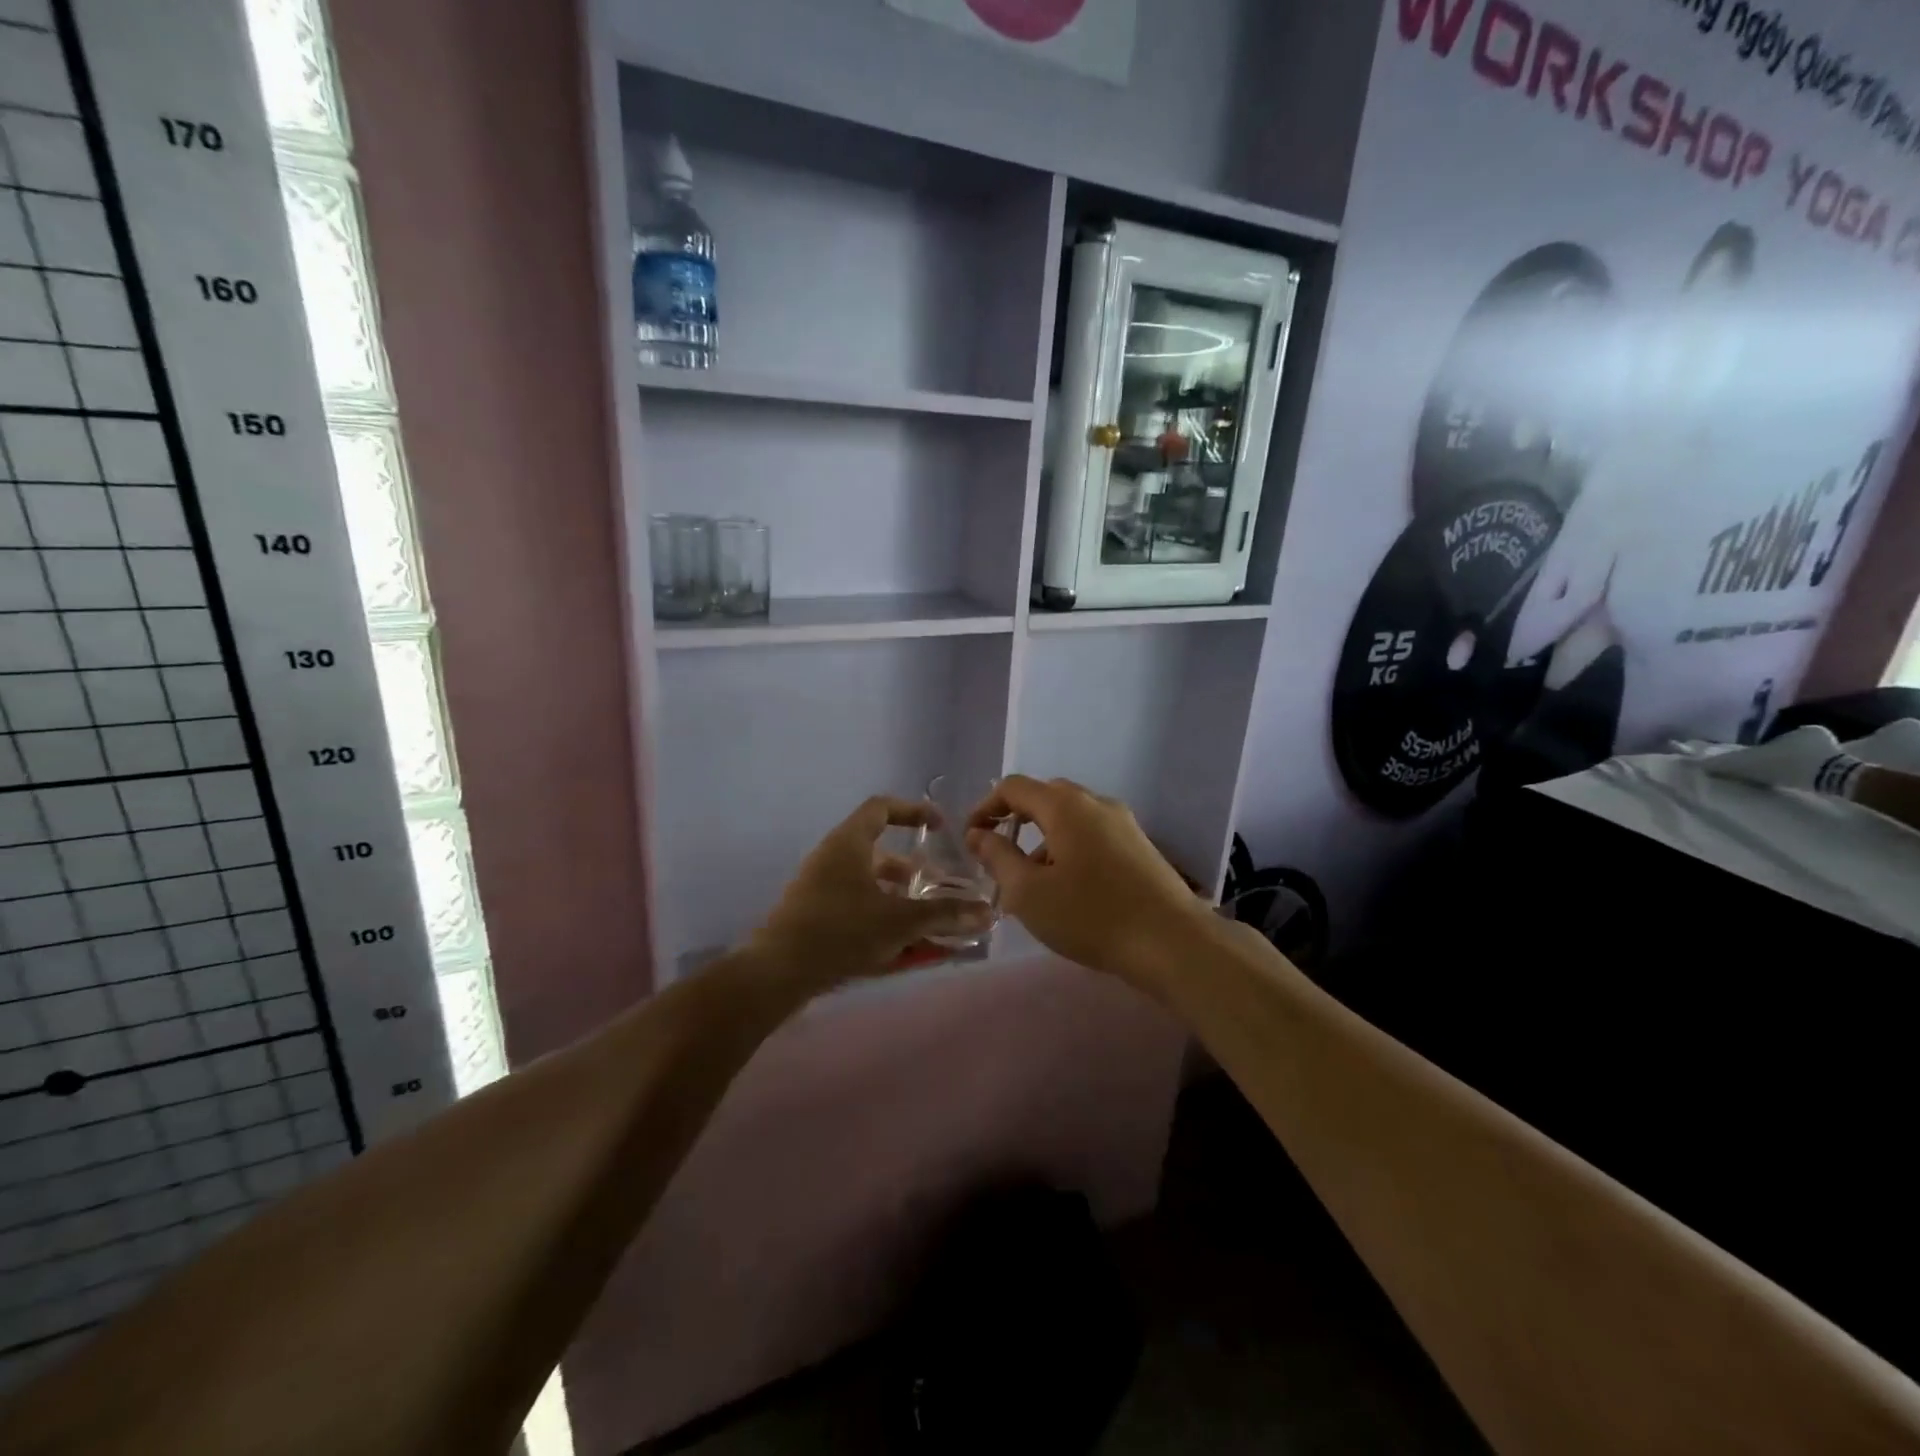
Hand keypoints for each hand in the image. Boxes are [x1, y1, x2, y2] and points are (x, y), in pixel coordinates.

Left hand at [753, 796, 993, 990]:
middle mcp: (831, 857)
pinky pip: (852, 903)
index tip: (939, 826)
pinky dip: (877, 913)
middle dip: (910, 868)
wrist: (777, 972)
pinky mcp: (811, 913)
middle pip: (876, 849)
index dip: (913, 811)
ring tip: (921, 918)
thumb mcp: (900, 921)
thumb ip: (944, 914)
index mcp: (848, 843)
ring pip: (865, 880)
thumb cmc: (841, 931)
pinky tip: (895, 943)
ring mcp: (817, 886)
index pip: (881, 808)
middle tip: (935, 884)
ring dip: (895, 894)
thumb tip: (987, 911)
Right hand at [965, 776, 1210, 988]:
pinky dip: (1069, 849)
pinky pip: (1092, 834)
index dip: (985, 807)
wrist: (1173, 942)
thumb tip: (978, 834)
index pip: (1013, 787)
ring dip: (1043, 840)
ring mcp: (1123, 822)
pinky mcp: (1140, 845)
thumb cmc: (1091, 915)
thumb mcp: (1029, 892)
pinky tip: (1069, 889)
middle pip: (1044, 797)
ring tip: (1032, 884)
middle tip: (998, 857)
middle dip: (1015, 821)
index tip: (971, 838)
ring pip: (1070, 818)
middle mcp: (1095, 802)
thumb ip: (997, 857)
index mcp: (1065, 805)